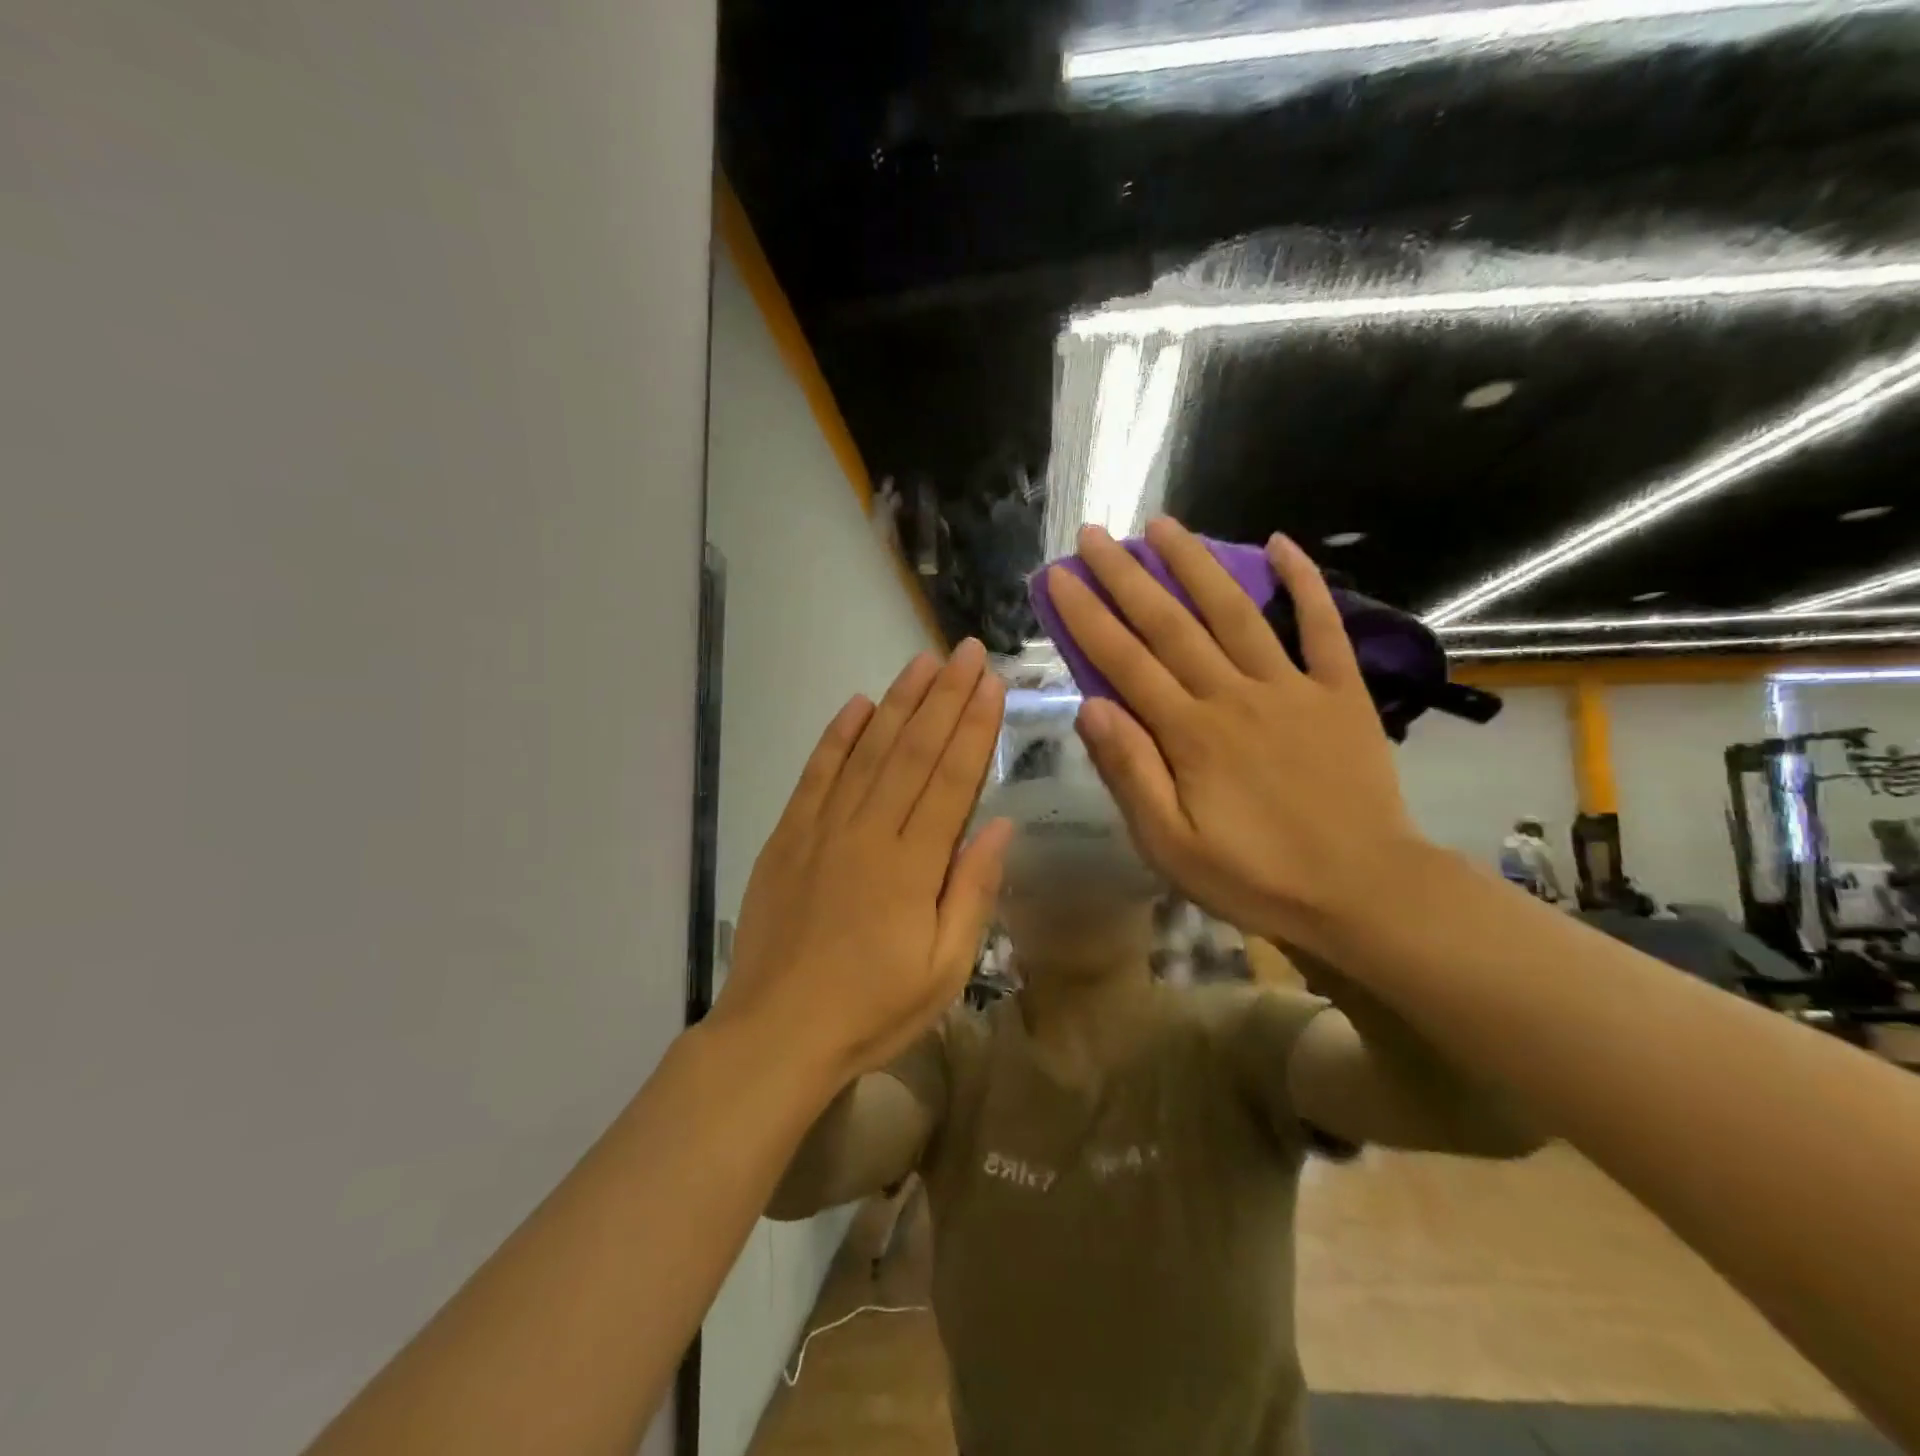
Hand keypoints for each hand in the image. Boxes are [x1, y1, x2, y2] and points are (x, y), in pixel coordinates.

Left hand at [716, 642, 1013, 1084]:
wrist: (777, 1034)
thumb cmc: (872, 1010)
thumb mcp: (944, 969)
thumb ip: (972, 892)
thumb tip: (1001, 826)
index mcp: (912, 865)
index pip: (950, 779)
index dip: (974, 728)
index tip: (991, 685)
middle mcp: (868, 832)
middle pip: (912, 751)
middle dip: (944, 697)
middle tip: (965, 652)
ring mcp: (822, 829)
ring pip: (867, 751)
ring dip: (897, 703)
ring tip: (922, 663)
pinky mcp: (787, 837)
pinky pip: (815, 775)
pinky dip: (836, 737)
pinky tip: (856, 704)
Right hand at [1046, 520, 1428, 955]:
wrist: (1365, 894)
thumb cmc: (1256, 878)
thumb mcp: (1171, 845)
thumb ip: (1130, 773)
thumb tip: (1089, 707)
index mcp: (1189, 734)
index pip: (1124, 662)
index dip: (1087, 615)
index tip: (1059, 576)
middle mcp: (1234, 696)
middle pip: (1170, 624)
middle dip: (1127, 575)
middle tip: (1095, 534)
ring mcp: (1291, 687)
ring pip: (1235, 612)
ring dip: (1196, 564)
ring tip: (1164, 524)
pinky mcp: (1341, 692)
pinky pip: (1323, 627)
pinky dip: (1305, 583)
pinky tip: (1281, 543)